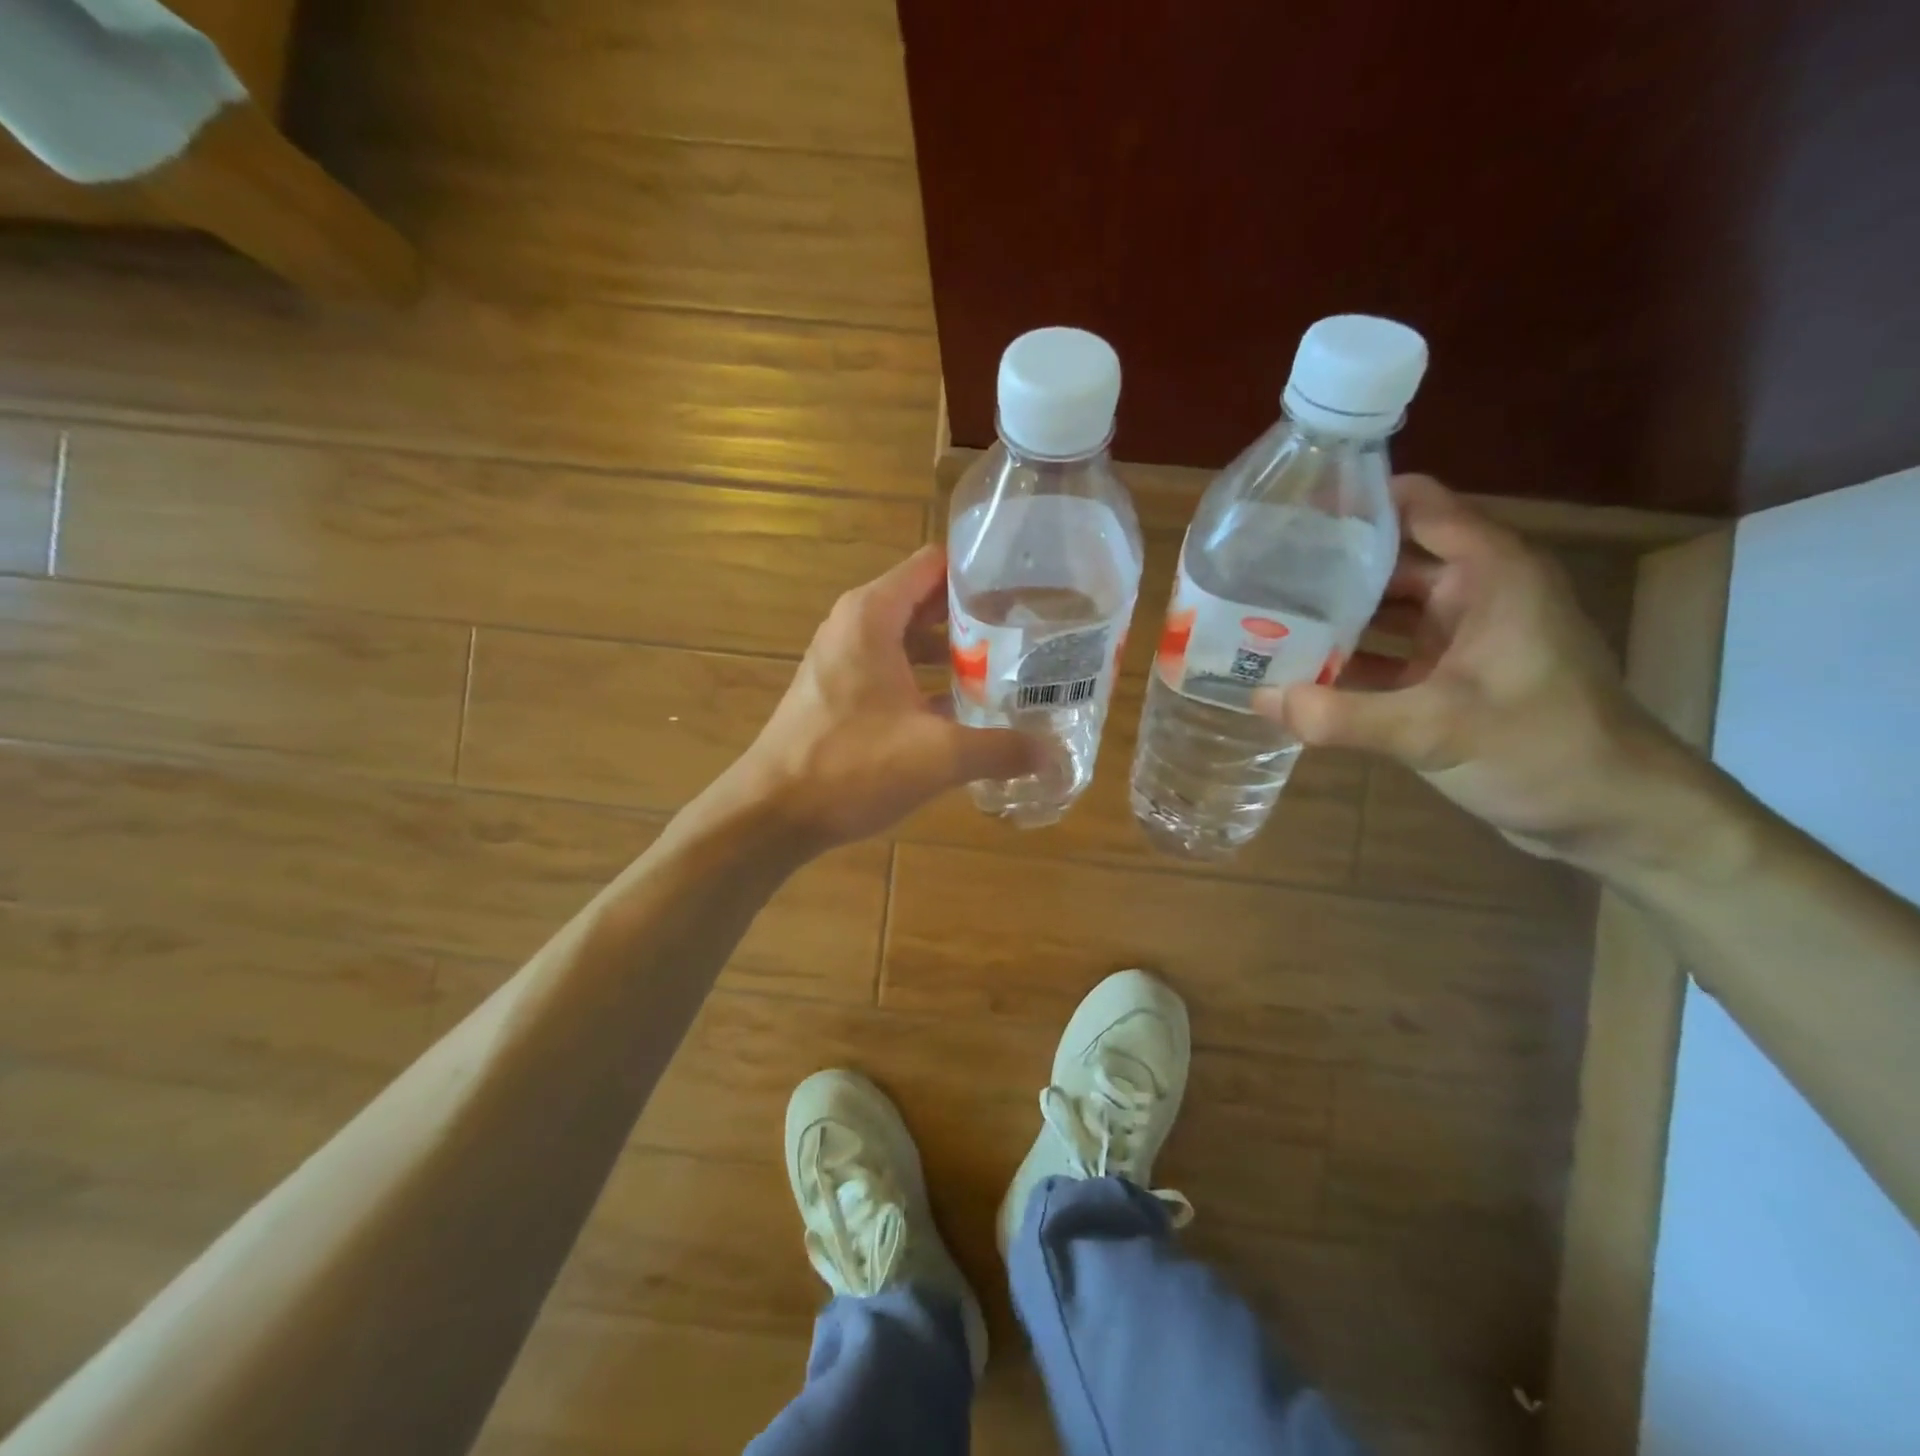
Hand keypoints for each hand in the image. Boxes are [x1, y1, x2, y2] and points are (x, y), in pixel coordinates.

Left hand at [731, 546, 1048, 850]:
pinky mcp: (838, 691)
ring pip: (910, 640)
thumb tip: (1054, 755)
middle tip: (1027, 636)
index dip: (981, 574)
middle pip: (926, 601)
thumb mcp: (937, 756)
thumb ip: (1001, 749)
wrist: (772, 813)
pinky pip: (893, 670)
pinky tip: (963, 711)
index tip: (1026, 595)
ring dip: (953, 654)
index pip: (935, 564)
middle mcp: (855, 625)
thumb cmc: (850, 767)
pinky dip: (927, 681)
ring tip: (1005, 672)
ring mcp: (842, 659)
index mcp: (873, 615)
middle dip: (975, 618)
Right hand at [1255, 475, 1688, 865]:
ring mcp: (1460, 639)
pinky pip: (1384, 656)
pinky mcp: (1447, 679)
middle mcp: (1473, 594)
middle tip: (1252, 573)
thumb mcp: (1438, 729)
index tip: (1287, 507)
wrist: (1612, 815)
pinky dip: (1345, 662)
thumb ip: (1345, 715)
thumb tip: (1261, 699)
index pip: (1418, 507)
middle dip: (1324, 566)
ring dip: (1329, 618)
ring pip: (1382, 611)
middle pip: (1388, 560)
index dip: (1356, 500)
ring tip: (1260, 619)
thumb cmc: (1544, 748)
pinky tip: (1296, 674)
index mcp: (1490, 574)